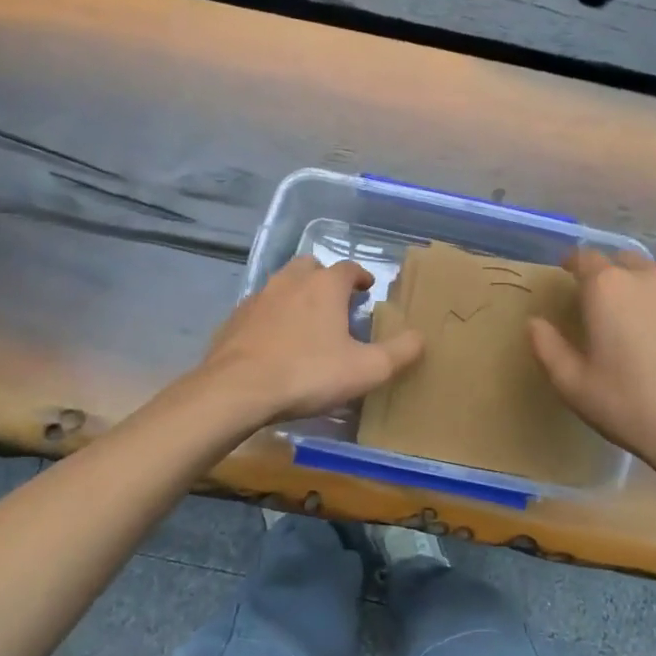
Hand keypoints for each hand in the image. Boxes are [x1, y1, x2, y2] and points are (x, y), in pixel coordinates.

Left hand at [201, 257, 423, 427]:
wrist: (236, 389)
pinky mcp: (234, 319)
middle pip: (310, 267)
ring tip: (306, 322)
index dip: (360, 276)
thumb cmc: (308, 373)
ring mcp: (258, 298)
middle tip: (336, 301)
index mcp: (324, 286)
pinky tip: (274, 342)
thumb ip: (399, 353)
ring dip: (296, 296)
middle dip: (324, 279)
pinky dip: (271, 317)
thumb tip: (421, 337)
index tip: (367, 288)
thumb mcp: (365, 370)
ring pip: (282, 285)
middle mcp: (290, 281)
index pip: (348, 268)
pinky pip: (259, 309)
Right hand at [528, 249, 655, 508]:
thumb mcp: (574, 385)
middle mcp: (648, 276)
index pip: (584, 258)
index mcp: (608, 287)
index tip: (567, 276)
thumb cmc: (631, 406)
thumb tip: (535, 323)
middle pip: (622, 262)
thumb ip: (547, 347)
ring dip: (642, 290)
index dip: (572, 264)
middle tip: (603, 308)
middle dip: (609, 276)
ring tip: (641, 325)